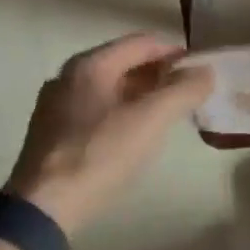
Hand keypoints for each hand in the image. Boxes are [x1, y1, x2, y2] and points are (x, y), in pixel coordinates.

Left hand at [5, 35, 214, 236]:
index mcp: (90, 65)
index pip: (142, 42)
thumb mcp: (151, 120)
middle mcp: (68, 76)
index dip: (176, 52)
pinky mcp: (52, 133)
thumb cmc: (100, 154)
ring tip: (168, 114)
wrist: (44, 208)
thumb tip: (206, 71)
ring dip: (142, 94)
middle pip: (124, 62)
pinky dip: (122, 112)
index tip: (201, 70)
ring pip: (110, 88)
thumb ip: (183, 90)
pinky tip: (135, 134)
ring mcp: (56, 105)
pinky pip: (96, 109)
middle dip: (160, 74)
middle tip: (189, 93)